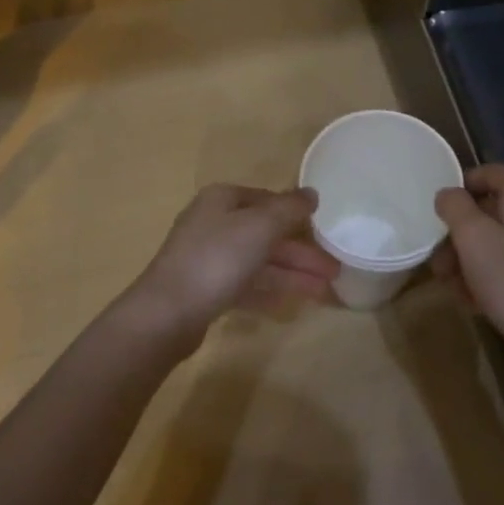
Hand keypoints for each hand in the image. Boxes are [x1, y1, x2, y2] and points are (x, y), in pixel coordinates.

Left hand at [124, 184, 338, 346]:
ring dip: (292, 274)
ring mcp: (207, 258)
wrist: (168, 312)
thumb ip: (289, 209)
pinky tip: (290, 304)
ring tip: (325, 291)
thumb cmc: (217, 259)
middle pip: (265, 234)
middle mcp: (213, 223)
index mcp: (222, 200)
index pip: (267, 199)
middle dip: (301, 252)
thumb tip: (312, 193)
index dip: (296, 214)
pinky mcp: (205, 289)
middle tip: (335, 270)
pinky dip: (268, 291)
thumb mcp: (260, 227)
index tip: (324, 231)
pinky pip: (245, 285)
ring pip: (258, 261)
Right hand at [434, 164, 503, 351]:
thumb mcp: (472, 237)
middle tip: (439, 261)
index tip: (438, 211)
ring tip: (452, 286)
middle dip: (460, 233)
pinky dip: (492, 273)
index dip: (461, 185)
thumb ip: (454, 206)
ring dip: (471, 257)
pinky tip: (474, 300)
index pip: (491, 172)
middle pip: (493, 210)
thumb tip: (449, 194)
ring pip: (501, 239)